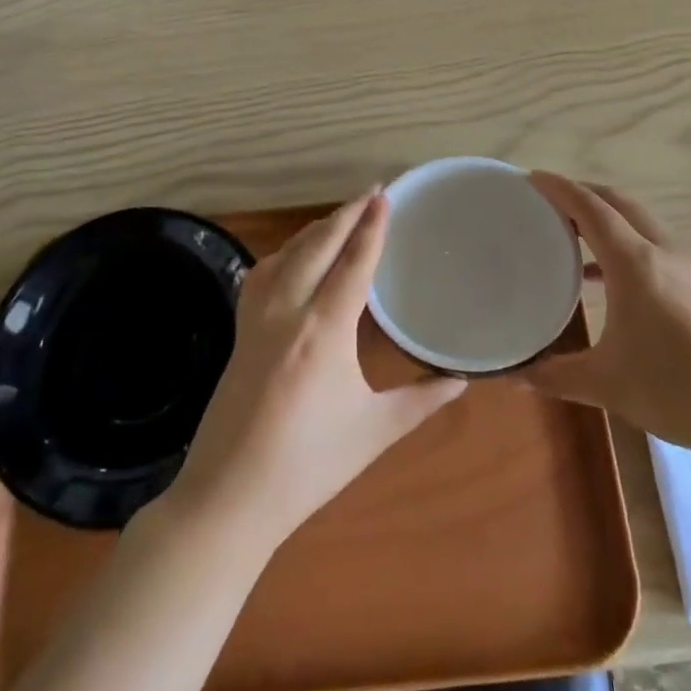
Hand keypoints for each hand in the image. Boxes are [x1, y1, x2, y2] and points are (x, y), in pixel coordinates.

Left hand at [160, 191, 465, 553]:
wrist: (229, 497)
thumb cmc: (308, 466)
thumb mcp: (374, 432)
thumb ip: (420, 401)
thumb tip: (461, 380)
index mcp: (324, 332)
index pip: (353, 264)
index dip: (371, 228)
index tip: (385, 197)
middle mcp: (287, 312)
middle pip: (317, 246)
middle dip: (345, 215)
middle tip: (370, 192)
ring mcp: (256, 320)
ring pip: (286, 256)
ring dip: (314, 231)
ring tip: (339, 219)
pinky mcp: (239, 333)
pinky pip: (261, 276)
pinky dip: (282, 255)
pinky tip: (290, 259)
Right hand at [521, 172, 690, 475]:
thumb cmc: (680, 392)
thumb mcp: (608, 385)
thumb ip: (556, 375)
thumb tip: (514, 375)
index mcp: (637, 264)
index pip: (591, 208)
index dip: (560, 189)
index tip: (533, 177)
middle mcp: (667, 250)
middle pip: (620, 203)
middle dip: (584, 194)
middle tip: (550, 202)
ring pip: (644, 222)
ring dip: (610, 219)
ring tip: (578, 237)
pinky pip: (662, 245)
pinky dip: (632, 244)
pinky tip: (619, 281)